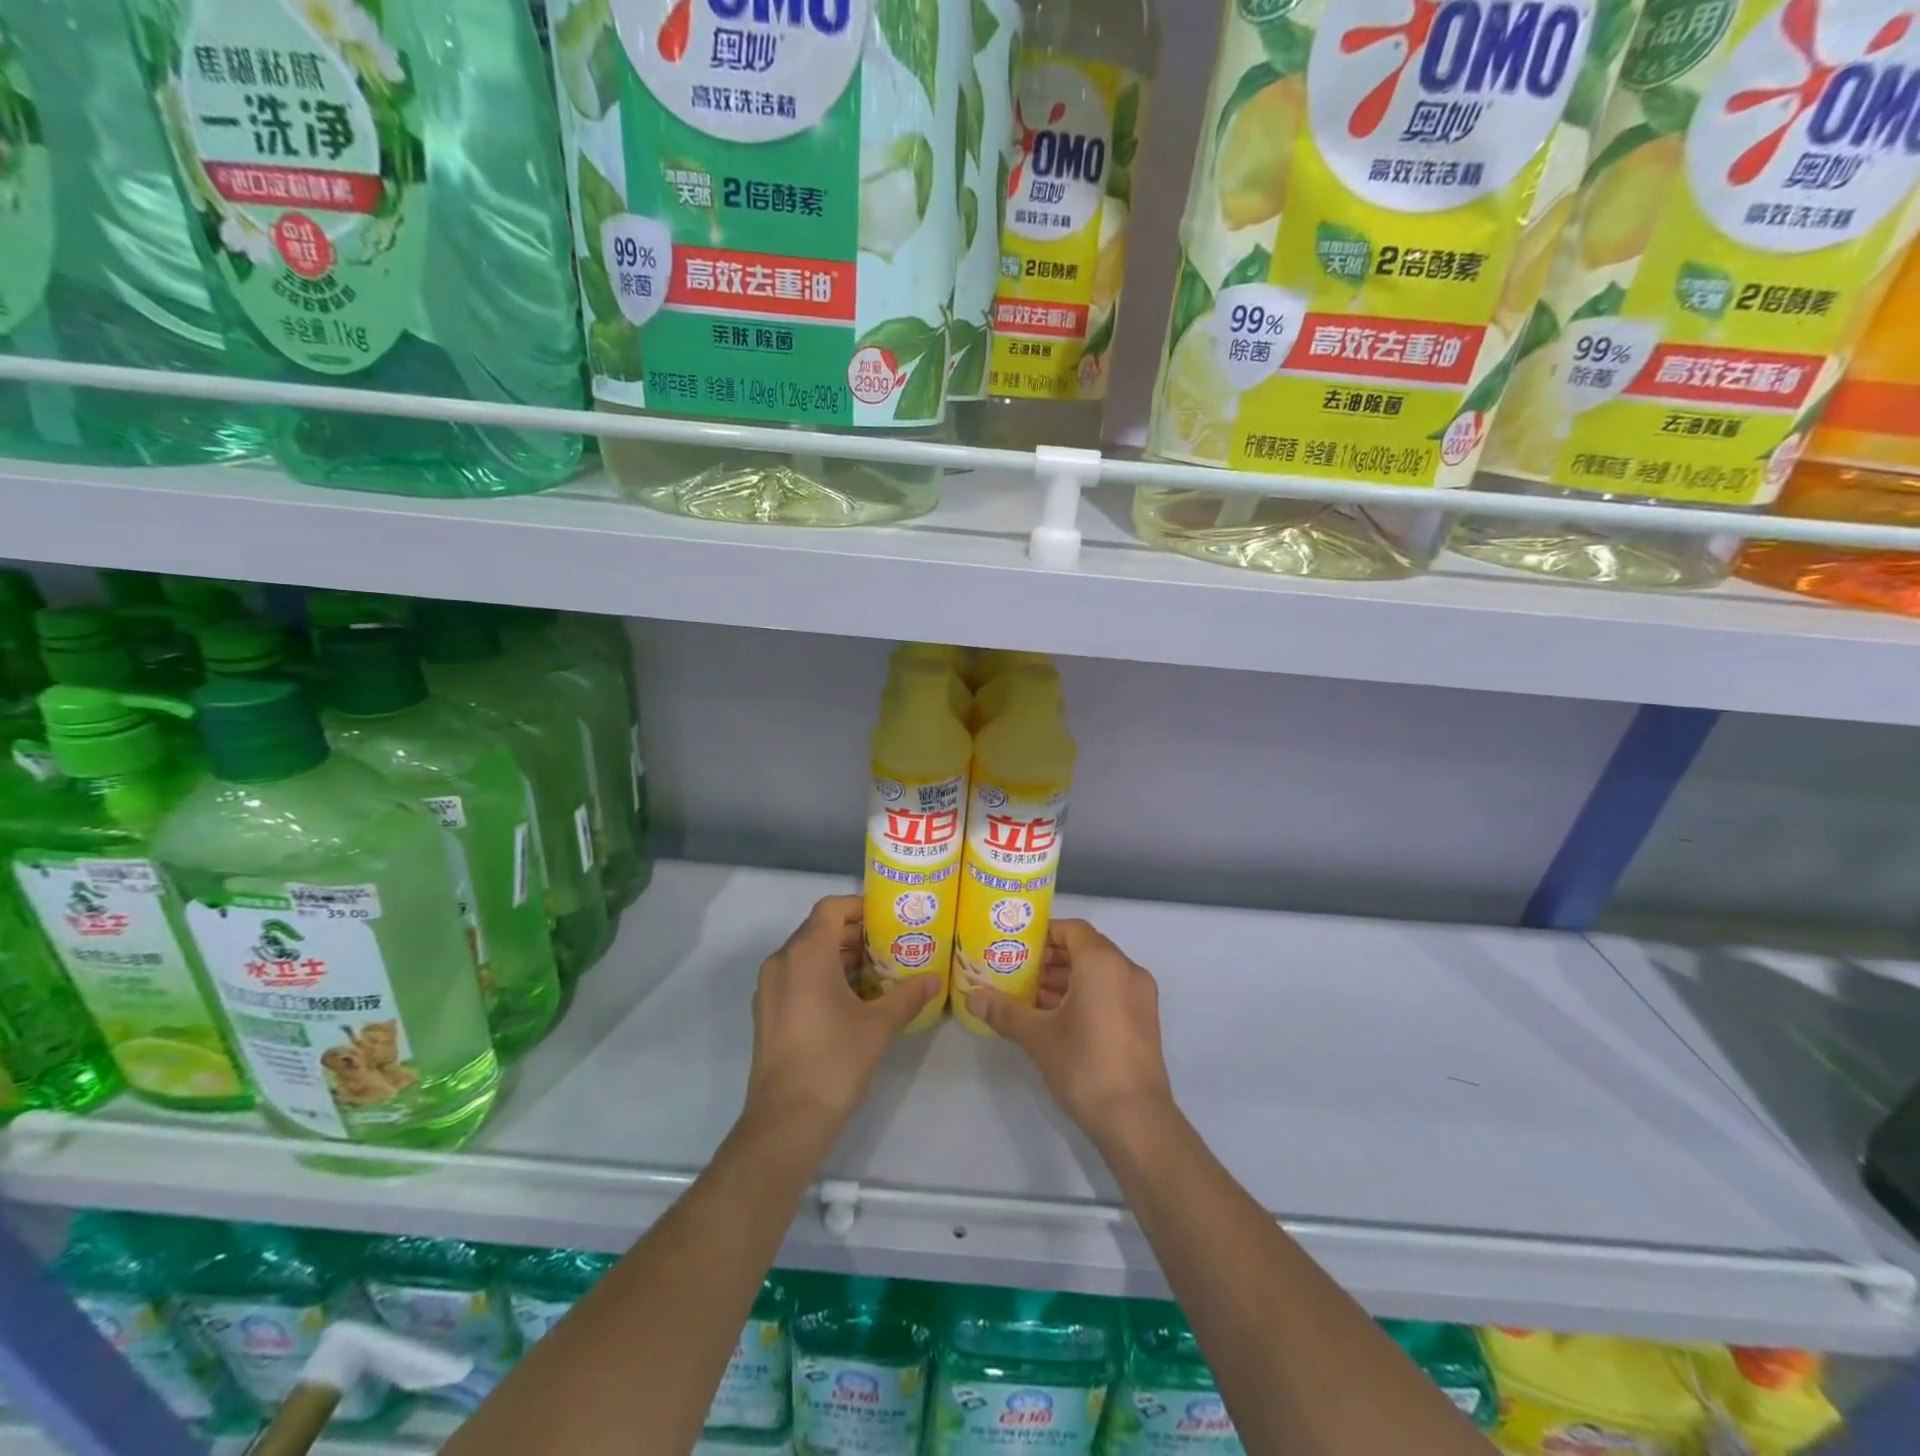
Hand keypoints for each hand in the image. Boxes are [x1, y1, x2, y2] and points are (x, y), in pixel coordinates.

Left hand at [745, 896, 939, 1133]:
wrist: (786, 1121)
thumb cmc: (835, 1060)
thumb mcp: (879, 1025)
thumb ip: (907, 995)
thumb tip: (934, 979)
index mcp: (806, 953)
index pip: (831, 907)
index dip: (859, 906)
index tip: (888, 918)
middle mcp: (782, 961)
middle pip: (819, 930)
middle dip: (854, 934)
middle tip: (891, 945)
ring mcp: (769, 988)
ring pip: (807, 955)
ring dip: (840, 957)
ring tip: (877, 973)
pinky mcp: (766, 1012)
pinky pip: (796, 978)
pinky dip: (822, 977)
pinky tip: (852, 1000)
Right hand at [966, 920, 1175, 1144]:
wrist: (1136, 1120)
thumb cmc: (1085, 1065)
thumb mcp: (1038, 1036)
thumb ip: (1005, 1011)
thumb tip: (972, 997)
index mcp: (1103, 963)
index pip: (1072, 929)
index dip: (1044, 933)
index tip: (1017, 946)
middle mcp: (1127, 970)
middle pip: (1086, 948)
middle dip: (1052, 958)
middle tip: (1019, 971)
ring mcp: (1140, 996)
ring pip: (1099, 971)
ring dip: (1067, 977)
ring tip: (1032, 995)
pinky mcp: (1144, 1019)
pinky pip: (1111, 990)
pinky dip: (1086, 993)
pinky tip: (1057, 1016)